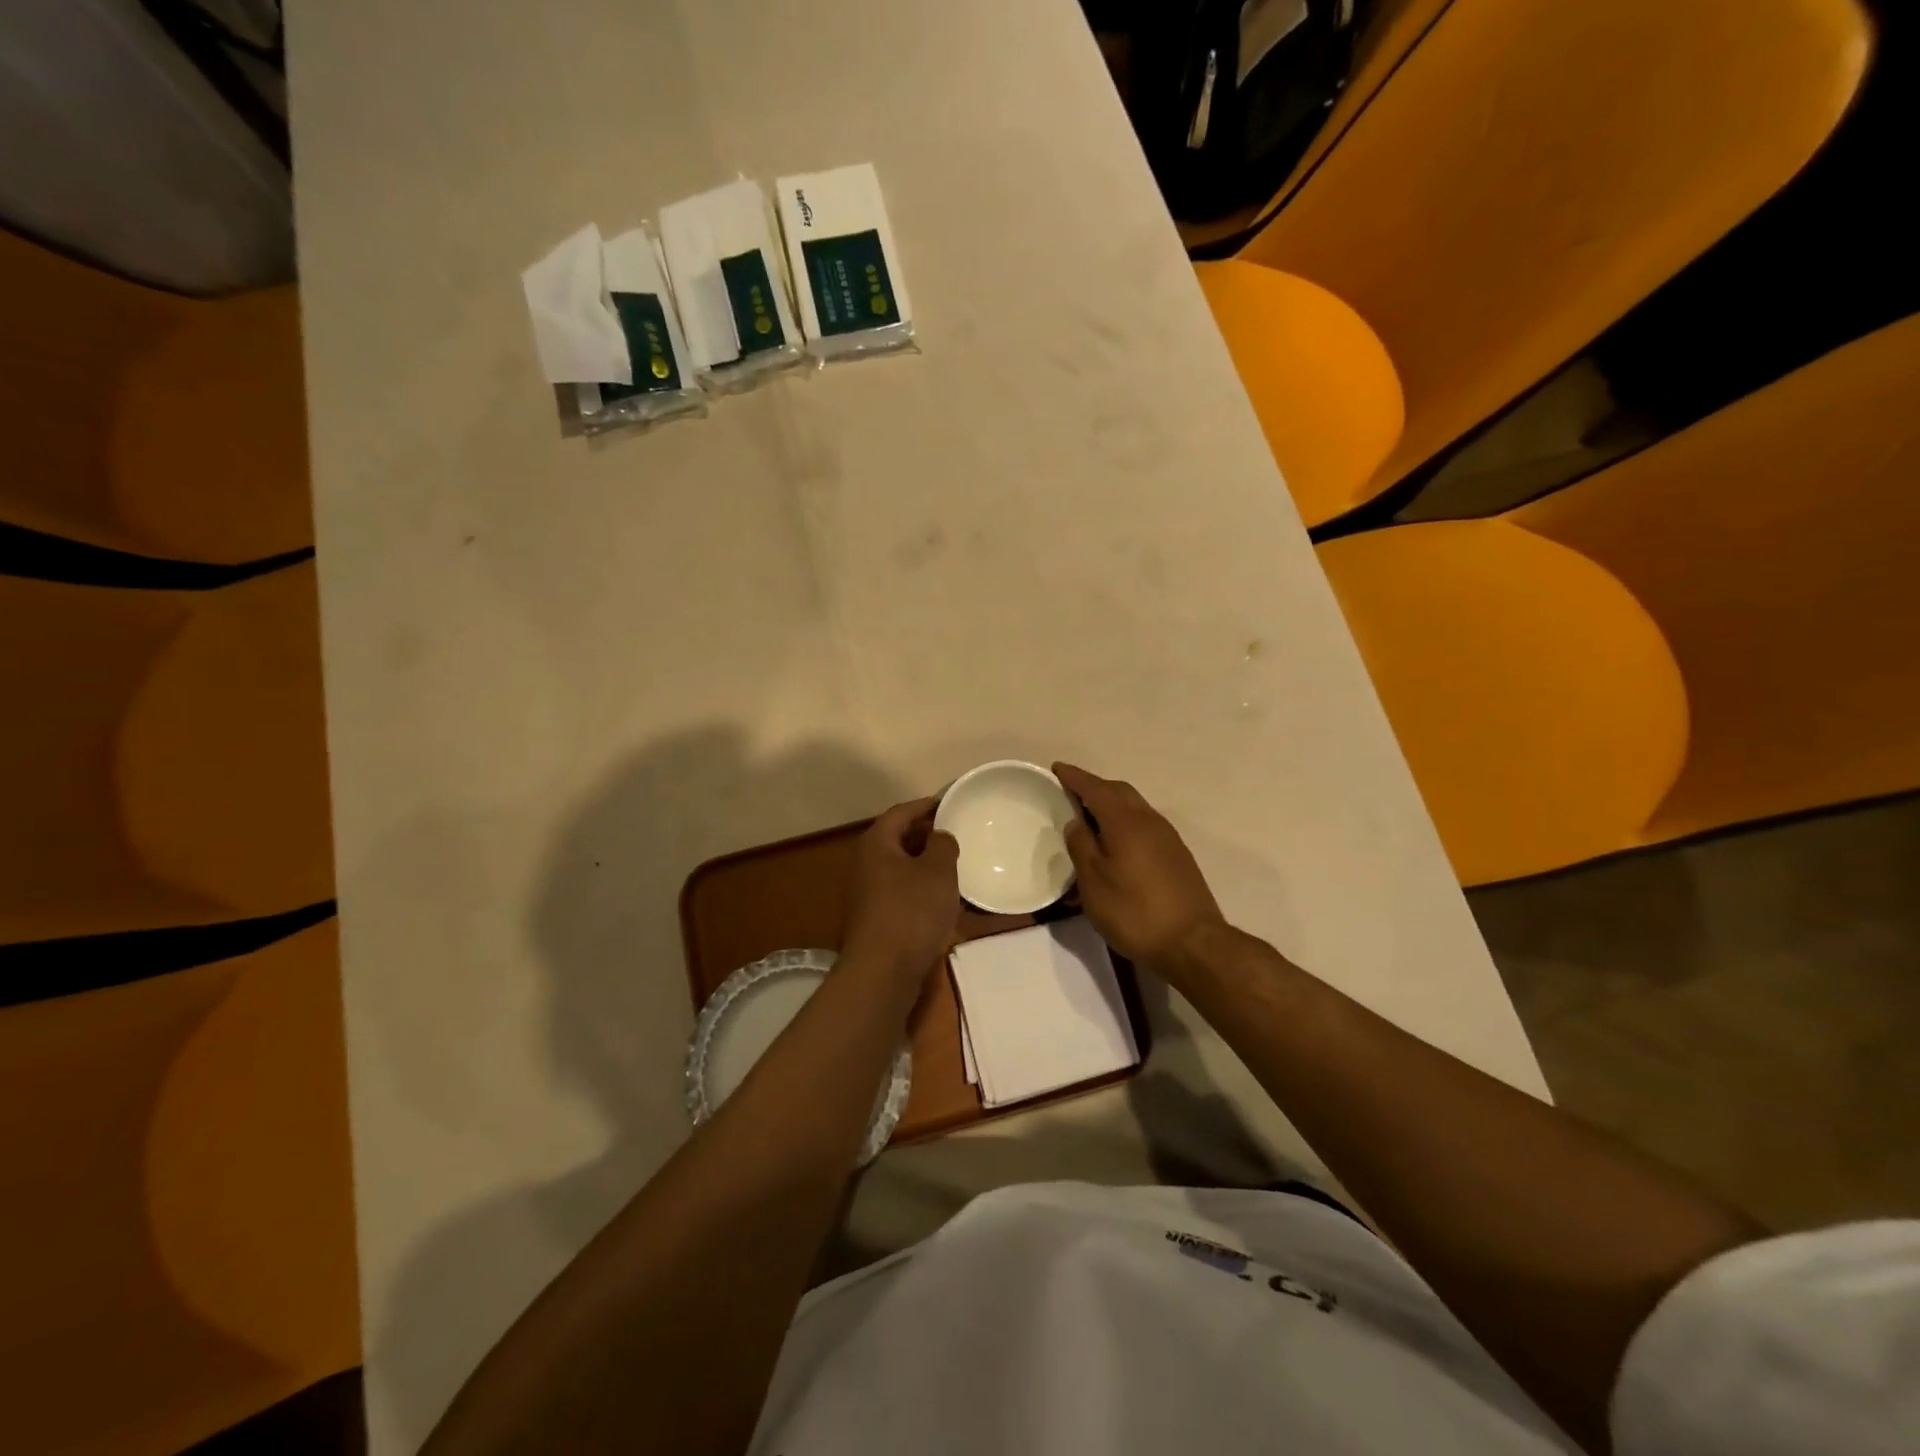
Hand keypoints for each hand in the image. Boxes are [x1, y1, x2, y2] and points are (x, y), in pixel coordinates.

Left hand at [841, 797, 960, 984]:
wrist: (883, 971)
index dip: (926, 805)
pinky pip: (902, 892)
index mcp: (877, 843)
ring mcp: (868, 893)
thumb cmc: (912, 911)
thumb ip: (942, 844)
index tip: (950, 802)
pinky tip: (943, 898)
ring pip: (901, 867)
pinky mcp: (876, 918)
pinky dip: (921, 888)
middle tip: (956, 833)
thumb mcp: (937, 870)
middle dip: (926, 834)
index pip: (901, 812)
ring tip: (955, 864)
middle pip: (898, 838)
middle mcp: (866, 863)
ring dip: (925, 864)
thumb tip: (939, 836)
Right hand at [1054, 763, 1225, 968]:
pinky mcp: (1177, 856)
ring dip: (1111, 805)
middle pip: (1120, 792)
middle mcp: (1149, 821)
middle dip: (1095, 787)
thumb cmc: (1134, 912)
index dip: (1075, 777)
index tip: (1057, 769)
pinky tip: (1116, 844)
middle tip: (1071, 793)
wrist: (1193, 944)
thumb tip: (1076, 822)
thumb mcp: (1094, 882)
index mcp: (1125, 822)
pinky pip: (1145, 825)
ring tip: (1090, 818)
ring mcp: (1168, 838)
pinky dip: (1125, 823)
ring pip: (1135, 808)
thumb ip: (1081, 846)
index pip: (1096, 788)